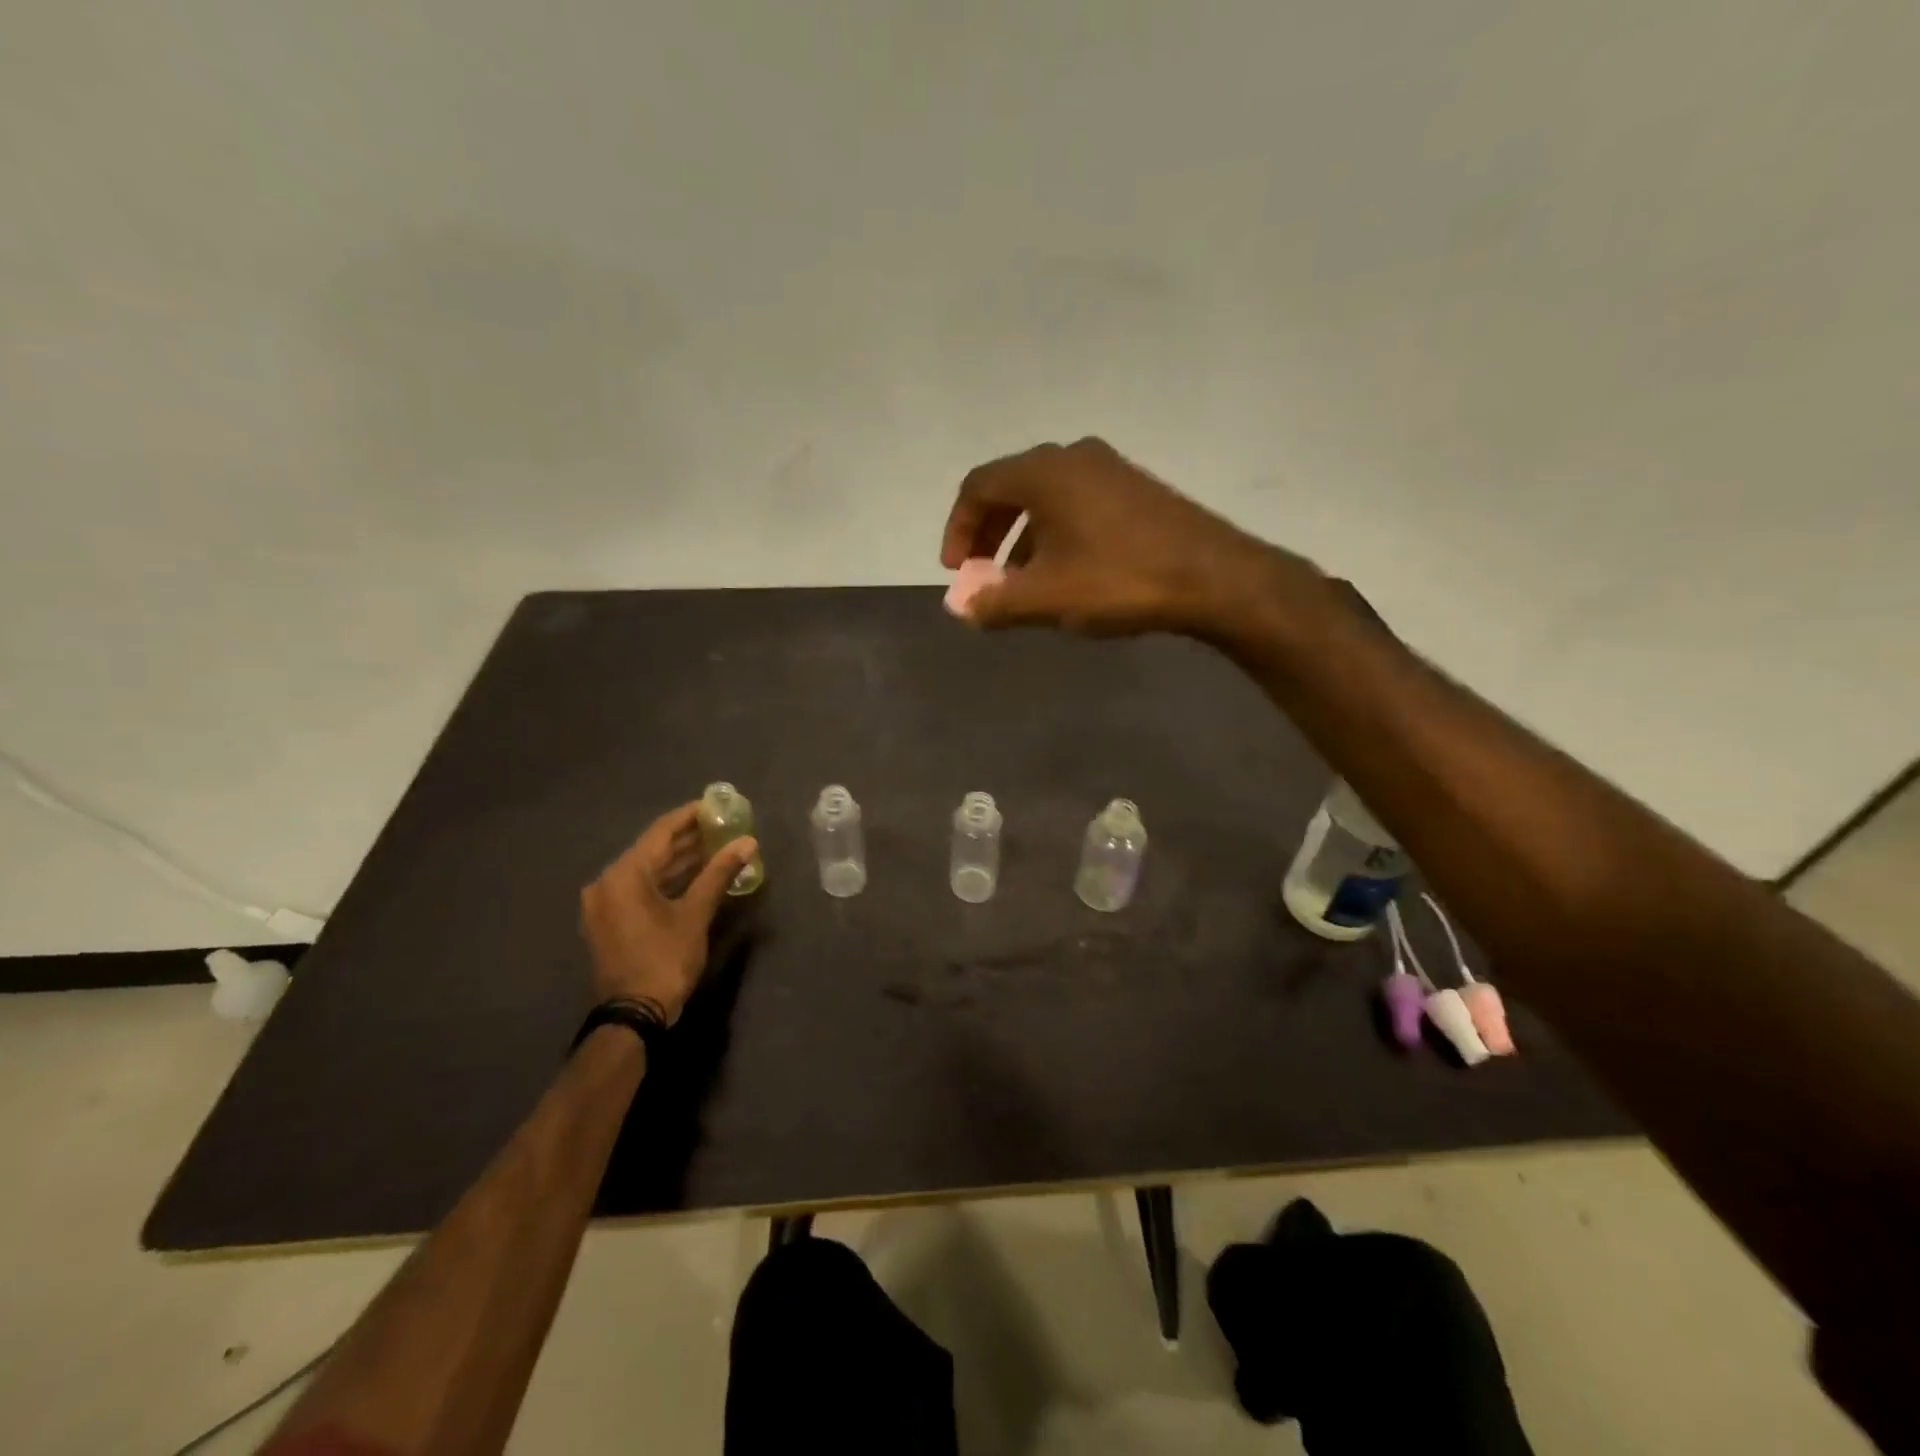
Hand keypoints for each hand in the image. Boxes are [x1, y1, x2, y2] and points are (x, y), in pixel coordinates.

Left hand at [579, 803, 756, 1024]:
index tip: (716, 805)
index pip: (660, 832)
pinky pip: (641, 889)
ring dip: (680, 860)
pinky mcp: (610, 921)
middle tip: (722, 826)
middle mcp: (607, 882)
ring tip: (716, 847)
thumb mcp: (695, 913)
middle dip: (688, 838)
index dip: (690, 816)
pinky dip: (667, 881)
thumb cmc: (664, 958)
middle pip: (653, 850)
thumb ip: (719, 873)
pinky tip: (696, 876)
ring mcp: (605, 904)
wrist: (633, 1014)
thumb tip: (748, 842)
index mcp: (623, 874)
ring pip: (647, 871)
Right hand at [940, 438, 1312, 637]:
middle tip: (981, 574)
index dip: (958, 528)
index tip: (956, 571)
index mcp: (1044, 472)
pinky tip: (1066, 574)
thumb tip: (961, 607)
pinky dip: (1055, 535)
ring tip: (1021, 585)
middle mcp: (1074, 457)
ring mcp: (1109, 469)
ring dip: (1022, 539)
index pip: (978, 486)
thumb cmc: (1118, 580)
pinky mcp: (1135, 489)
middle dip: (988, 533)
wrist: (1213, 576)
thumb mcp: (1046, 598)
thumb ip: (994, 602)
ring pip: (1046, 499)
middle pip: (1011, 487)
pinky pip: (1077, 504)